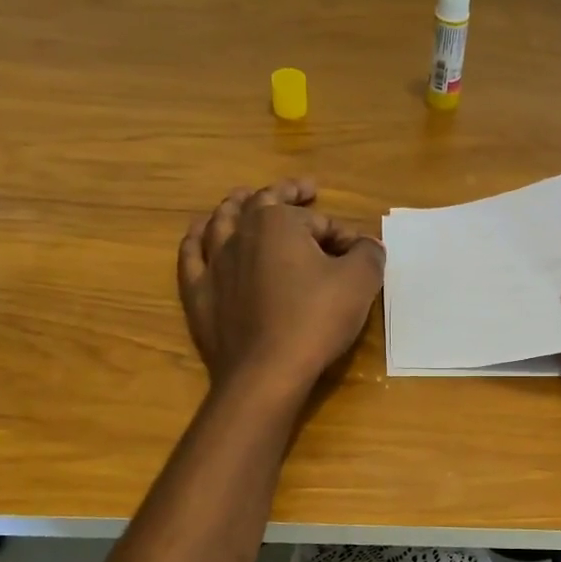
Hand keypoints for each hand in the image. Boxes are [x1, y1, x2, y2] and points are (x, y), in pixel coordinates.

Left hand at [179, 177, 383, 398]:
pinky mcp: (198, 293)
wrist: (266, 372)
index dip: (343, 236)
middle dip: (285, 193)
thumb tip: (367, 245)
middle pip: (262, 204)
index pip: (318, 221)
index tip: (359, 256)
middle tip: (302, 189)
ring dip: (235, 206)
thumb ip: (368, 254)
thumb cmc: (315, 321)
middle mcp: (241, 233)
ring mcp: (214, 263)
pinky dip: (197, 240)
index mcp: (278, 223)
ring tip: (243, 198)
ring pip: (221, 222)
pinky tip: (200, 235)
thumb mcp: (359, 283)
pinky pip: (192, 256)